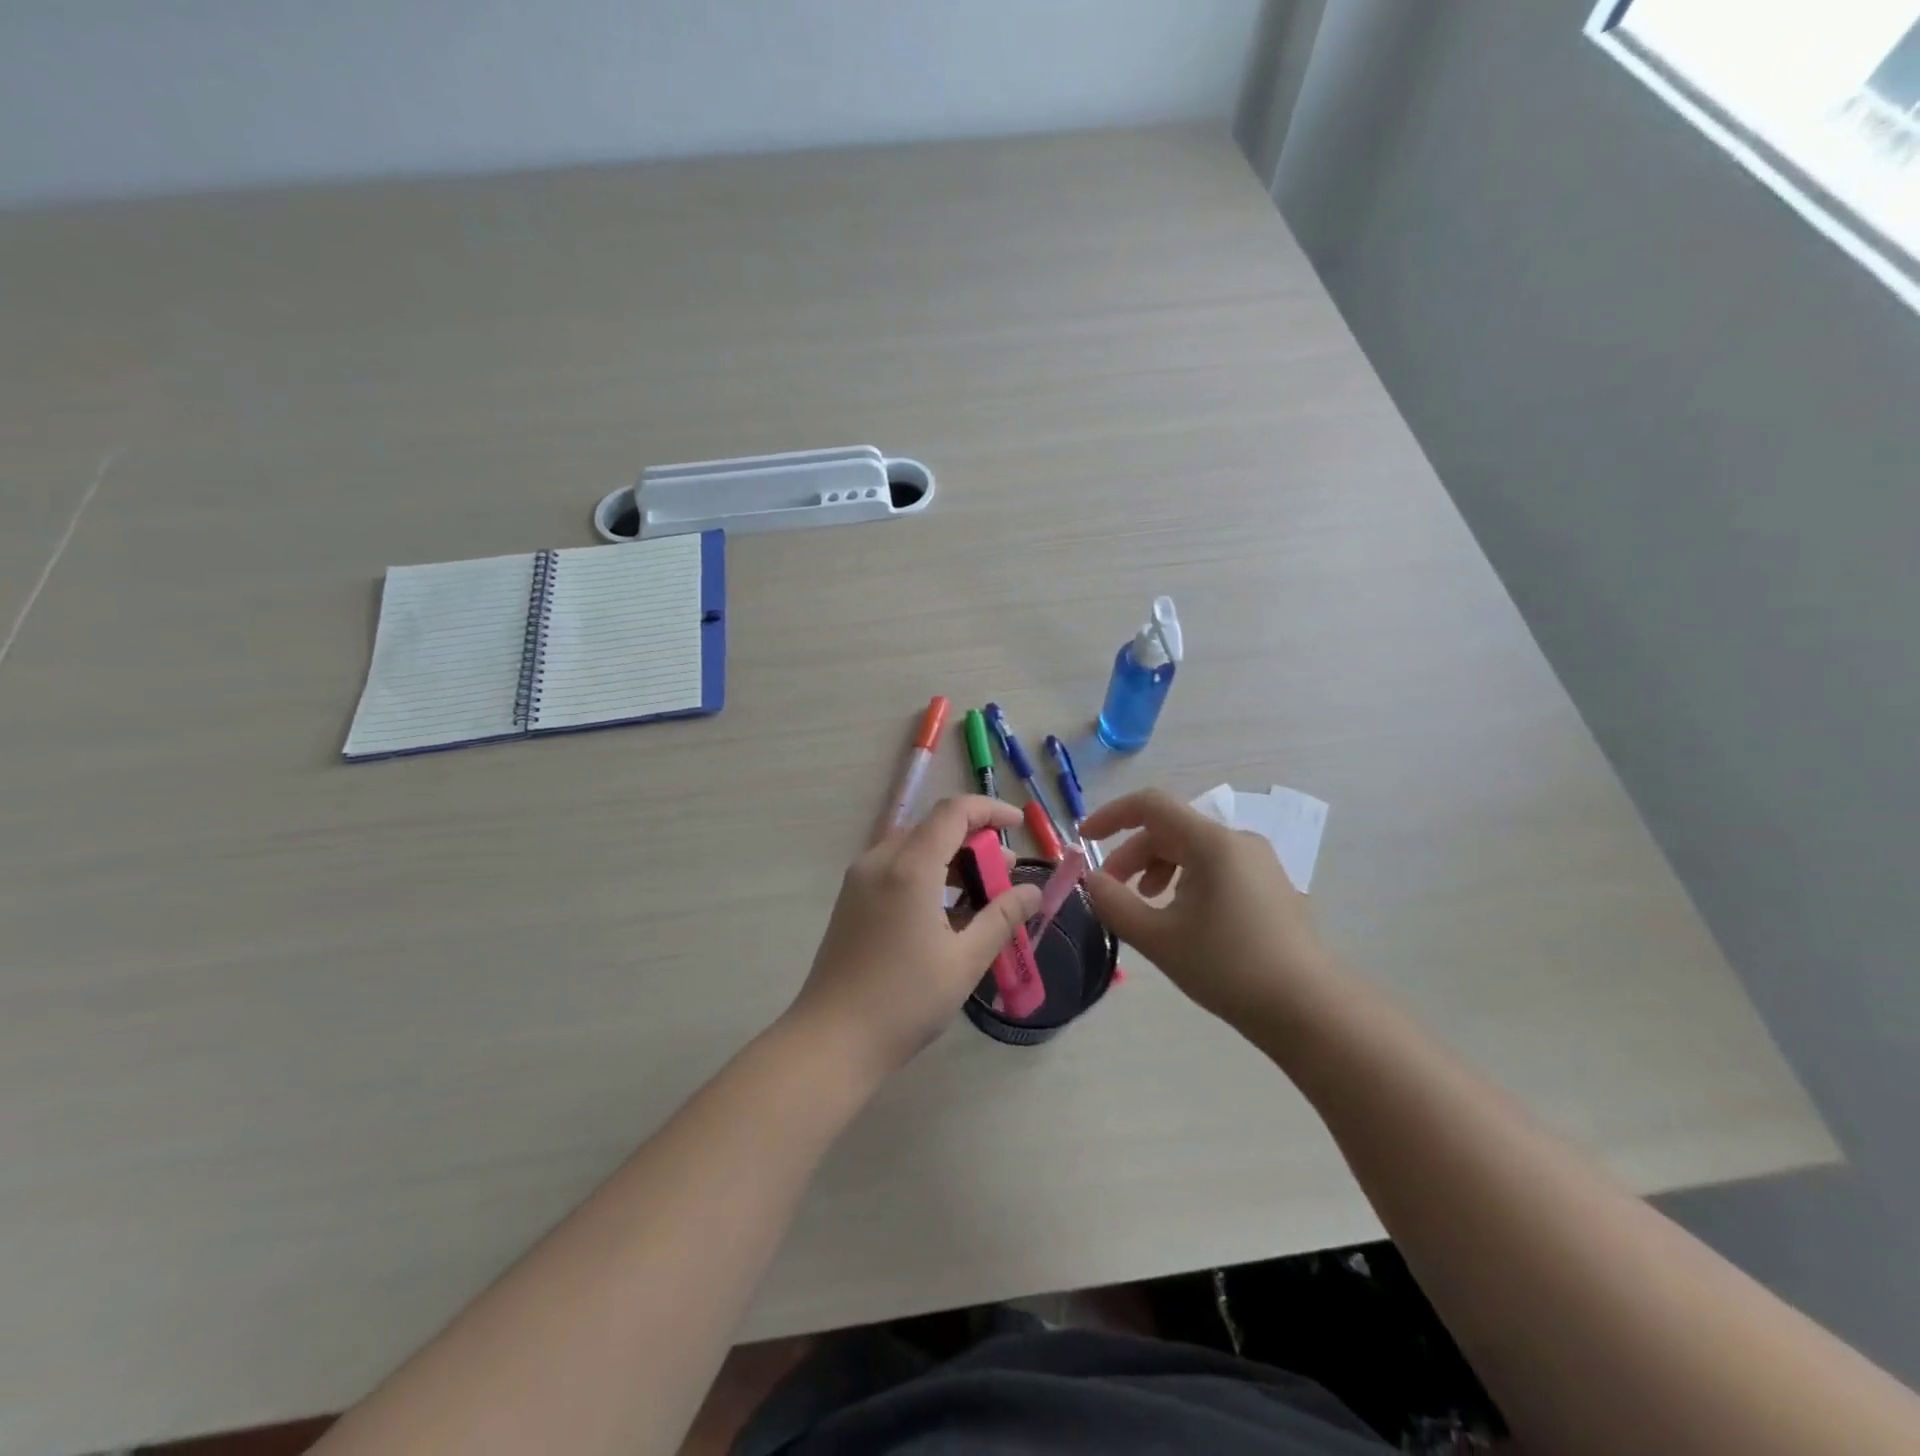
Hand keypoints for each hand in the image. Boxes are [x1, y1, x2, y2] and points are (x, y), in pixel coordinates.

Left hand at [786, 796, 1042, 1078]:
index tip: (1020, 826)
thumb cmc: (904, 1001)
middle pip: (933, 828)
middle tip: (1007, 875)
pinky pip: (896, 869)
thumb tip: (1032, 892)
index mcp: (909, 867)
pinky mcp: (852, 900)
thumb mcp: (964, 961)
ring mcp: (860, 880)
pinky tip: (948, 913)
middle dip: (975, 841)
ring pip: (914, 848)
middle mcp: (880, 861)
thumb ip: (1001, 918)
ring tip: (984, 896)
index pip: (953, 812)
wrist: (831, 1041)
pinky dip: (928, 875)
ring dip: (952, 860)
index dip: (990, 810)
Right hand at [1082, 788, 1331, 1029]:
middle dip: (1132, 855)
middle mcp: (1237, 841)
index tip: (1083, 838)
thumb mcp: (1159, 938)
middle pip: (1170, 829)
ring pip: (1193, 850)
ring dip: (1158, 870)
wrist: (1308, 1009)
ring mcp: (1259, 863)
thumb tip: (1092, 880)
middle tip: (1112, 891)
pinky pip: (1216, 867)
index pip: (1151, 805)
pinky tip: (1183, 919)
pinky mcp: (1271, 886)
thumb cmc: (1227, 967)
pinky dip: (1186, 881)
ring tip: (1147, 907)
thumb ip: (1115, 903)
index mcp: (1211, 842)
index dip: (1111, 815)